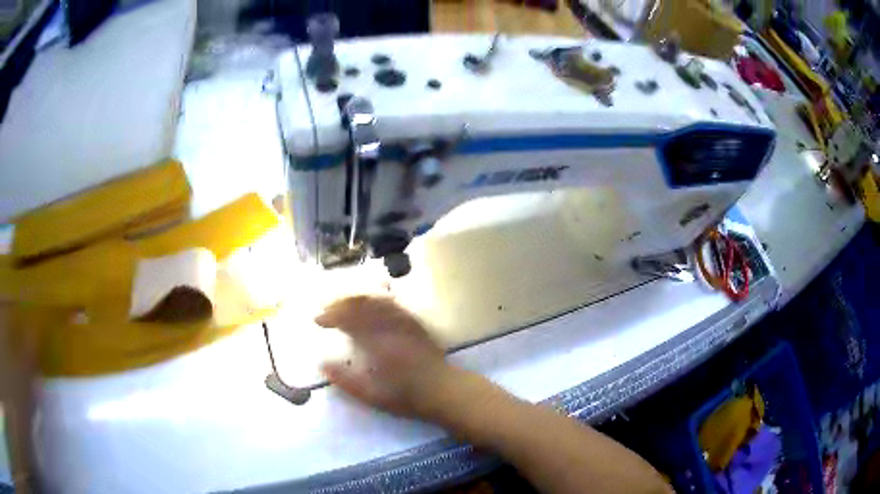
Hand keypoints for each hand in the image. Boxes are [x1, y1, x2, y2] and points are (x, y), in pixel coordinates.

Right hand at [315, 296, 460, 420]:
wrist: (445, 391)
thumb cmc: (408, 397)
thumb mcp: (373, 395)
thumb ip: (346, 380)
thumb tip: (322, 364)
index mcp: (377, 342)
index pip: (348, 319)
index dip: (331, 316)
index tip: (317, 320)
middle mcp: (390, 326)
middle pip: (361, 305)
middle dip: (341, 304)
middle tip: (327, 310)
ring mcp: (405, 322)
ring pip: (377, 301)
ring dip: (357, 299)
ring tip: (343, 305)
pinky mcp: (415, 324)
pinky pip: (393, 304)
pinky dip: (376, 300)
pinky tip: (371, 305)